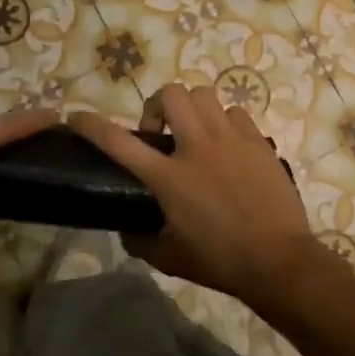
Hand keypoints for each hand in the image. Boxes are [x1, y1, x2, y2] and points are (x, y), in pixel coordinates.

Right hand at [70, 85, 322, 301]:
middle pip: (170, 94)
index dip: (91, 125)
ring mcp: (231, 140)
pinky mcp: (258, 142)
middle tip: (161, 134)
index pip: (118, 142)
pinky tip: (228, 146)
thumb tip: (128, 231)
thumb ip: (141, 240)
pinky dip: (225, 122)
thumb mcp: (169, 257)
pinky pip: (235, 113)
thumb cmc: (219, 261)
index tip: (76, 117)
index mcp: (168, 177)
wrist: (279, 261)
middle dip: (158, 106)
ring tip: (196, 134)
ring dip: (192, 110)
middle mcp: (196, 147)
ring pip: (204, 94)